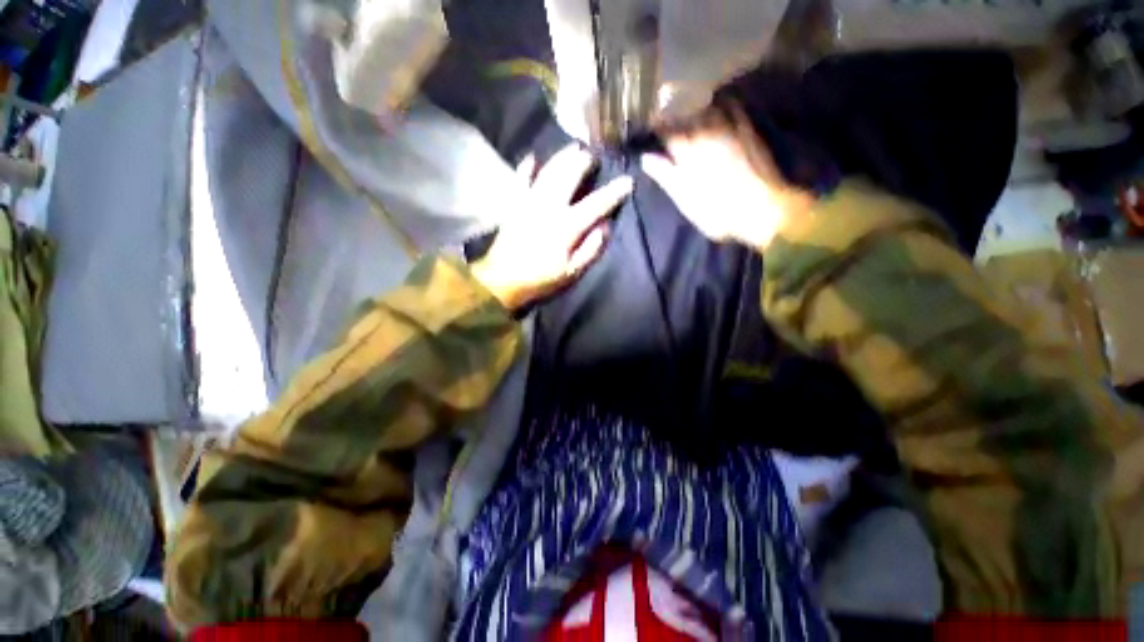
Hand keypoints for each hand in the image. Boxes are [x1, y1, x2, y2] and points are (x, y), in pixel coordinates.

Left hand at [472, 145, 633, 310]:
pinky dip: (526, 167)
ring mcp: (529, 202)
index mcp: (567, 226)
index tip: (628, 181)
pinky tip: (533, 158)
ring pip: (548, 172)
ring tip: (573, 148)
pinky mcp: (514, 204)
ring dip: (562, 157)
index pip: (596, 204)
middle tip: (593, 156)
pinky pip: (520, 179)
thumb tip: (605, 226)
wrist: (503, 279)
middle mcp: (549, 207)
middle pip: (569, 176)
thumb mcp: (572, 272)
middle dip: (583, 163)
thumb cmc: (541, 278)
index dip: (614, 192)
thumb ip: (590, 249)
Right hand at [641, 106, 813, 250]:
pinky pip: (735, 108)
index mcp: (687, 151)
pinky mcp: (748, 131)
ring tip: (692, 107)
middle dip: (675, 111)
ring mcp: (730, 129)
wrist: (761, 209)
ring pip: (709, 108)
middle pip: (686, 114)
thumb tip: (646, 156)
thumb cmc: (716, 210)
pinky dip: (725, 104)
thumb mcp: (684, 199)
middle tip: (668, 110)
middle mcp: (706, 133)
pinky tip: (723, 105)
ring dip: (697, 106)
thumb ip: (665, 175)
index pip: (666, 130)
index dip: (656, 126)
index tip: (651, 125)